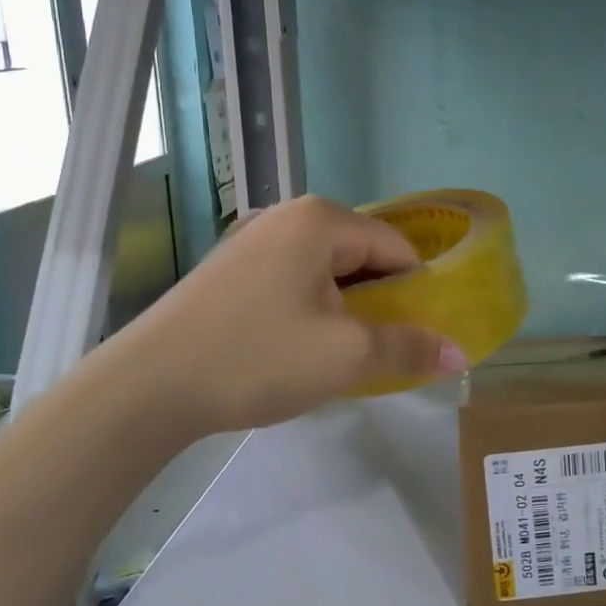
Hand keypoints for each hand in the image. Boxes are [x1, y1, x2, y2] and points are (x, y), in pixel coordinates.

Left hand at [96, 195, 464, 439]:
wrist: (144, 388)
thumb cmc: (257, 357)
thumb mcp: (346, 356)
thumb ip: (409, 348)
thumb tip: (461, 355)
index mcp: (321, 220)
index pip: (396, 246)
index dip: (417, 291)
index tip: (420, 334)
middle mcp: (287, 216)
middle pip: (361, 255)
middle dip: (380, 301)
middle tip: (383, 349)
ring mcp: (251, 240)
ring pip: (326, 271)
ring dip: (346, 309)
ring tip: (343, 354)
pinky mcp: (228, 269)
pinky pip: (292, 280)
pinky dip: (311, 309)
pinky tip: (299, 348)